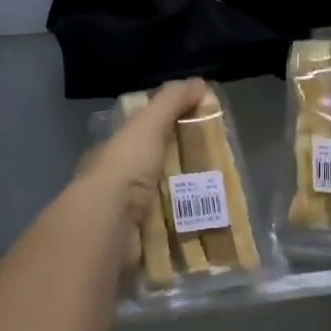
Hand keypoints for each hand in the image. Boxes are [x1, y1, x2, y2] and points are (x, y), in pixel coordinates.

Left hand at [77, 79, 208, 234]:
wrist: (108, 225)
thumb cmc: (125, 168)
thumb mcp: (148, 123)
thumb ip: (171, 101)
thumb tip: (199, 83)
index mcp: (112, 156)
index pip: (141, 141)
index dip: (167, 135)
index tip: (199, 138)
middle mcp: (116, 187)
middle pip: (156, 174)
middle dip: (184, 174)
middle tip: (219, 174)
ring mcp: (125, 219)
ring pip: (164, 207)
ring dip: (188, 206)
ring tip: (223, 204)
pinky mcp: (139, 247)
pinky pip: (169, 238)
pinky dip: (188, 235)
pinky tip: (211, 231)